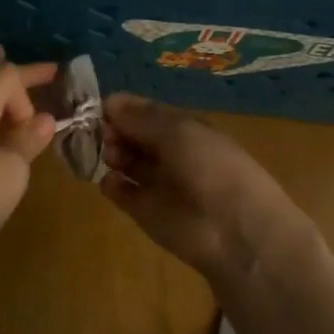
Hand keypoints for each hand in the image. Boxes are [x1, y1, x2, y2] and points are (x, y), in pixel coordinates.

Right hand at [101, 93, 319, 294]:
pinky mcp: (143, 211)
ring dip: (110, 153)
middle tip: (103, 135)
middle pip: (130, 135)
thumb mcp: (179, 131)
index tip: (98, 108)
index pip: (144, 112)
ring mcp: (155, 182)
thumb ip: (141, 118)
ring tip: (111, 157)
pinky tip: (112, 181)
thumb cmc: (211, 169)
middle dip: (112, 130)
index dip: (121, 108)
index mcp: (184, 129)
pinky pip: (119, 191)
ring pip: (123, 161)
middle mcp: (168, 153)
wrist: (234, 231)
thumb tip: (108, 101)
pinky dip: (110, 184)